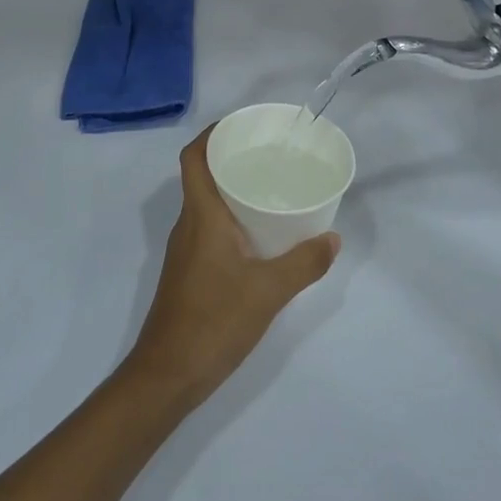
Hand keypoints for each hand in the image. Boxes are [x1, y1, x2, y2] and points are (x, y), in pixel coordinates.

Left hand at [121, 128, 338, 412]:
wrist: (167, 374)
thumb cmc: (214, 321)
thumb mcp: (268, 292)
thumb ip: (303, 263)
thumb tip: (333, 238)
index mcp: (201, 216)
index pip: (193, 157)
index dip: (211, 134)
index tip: (241, 126)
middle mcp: (188, 225)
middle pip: (201, 176)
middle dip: (230, 159)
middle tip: (268, 155)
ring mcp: (184, 250)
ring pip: (205, 204)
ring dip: (230, 190)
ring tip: (269, 189)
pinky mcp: (188, 272)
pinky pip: (208, 229)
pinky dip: (230, 220)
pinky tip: (258, 236)